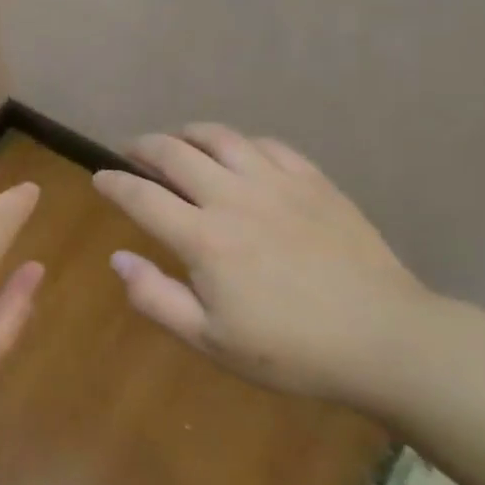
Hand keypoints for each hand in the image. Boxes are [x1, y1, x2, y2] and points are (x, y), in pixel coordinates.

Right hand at [91, 124, 435, 407]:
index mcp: (203, 238)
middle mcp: (233, 197)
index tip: (99, 178)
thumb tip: (118, 259)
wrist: (385, 340)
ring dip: (188, 133)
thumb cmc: (292, 350)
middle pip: (174, 153)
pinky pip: (267, 144)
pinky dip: (240, 143)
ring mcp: (276, 183)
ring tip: (177, 141)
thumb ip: (156, 298)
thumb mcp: (211, 341)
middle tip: (130, 151)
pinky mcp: (313, 180)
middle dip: (143, 146)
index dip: (113, 183)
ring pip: (220, 137)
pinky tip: (238, 153)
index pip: (141, 196)